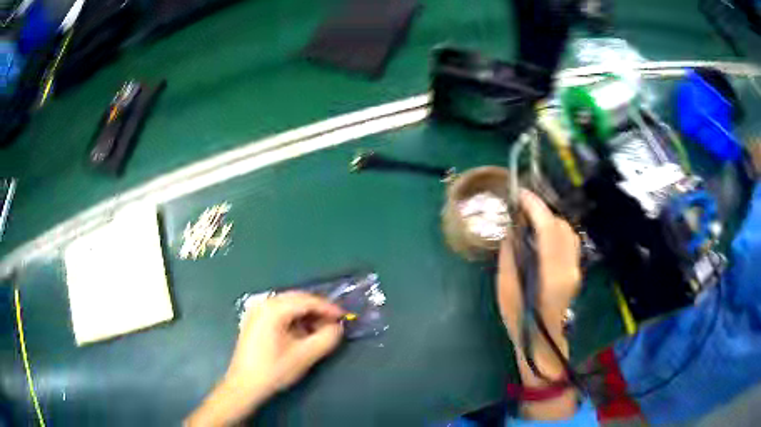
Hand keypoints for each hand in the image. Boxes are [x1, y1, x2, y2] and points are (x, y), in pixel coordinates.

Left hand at [225, 292, 344, 399]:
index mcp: (273, 309)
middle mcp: (263, 304)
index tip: (344, 317)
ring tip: (321, 328)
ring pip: (288, 305)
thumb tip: (338, 327)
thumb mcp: (304, 356)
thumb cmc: (274, 370)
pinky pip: (279, 312)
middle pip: (297, 299)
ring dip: (306, 314)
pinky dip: (294, 318)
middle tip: (334, 322)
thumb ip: (326, 339)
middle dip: (318, 309)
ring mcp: (256, 311)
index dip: (328, 308)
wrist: (244, 384)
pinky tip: (302, 332)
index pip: (307, 301)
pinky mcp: (254, 321)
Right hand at [497, 189, 580, 338]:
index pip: (548, 228)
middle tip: (521, 210)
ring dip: (549, 220)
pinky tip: (542, 237)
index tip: (520, 195)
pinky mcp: (576, 270)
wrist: (542, 339)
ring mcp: (575, 268)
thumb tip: (513, 227)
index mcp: (550, 272)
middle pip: (561, 225)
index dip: (535, 207)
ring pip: (567, 231)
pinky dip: (555, 231)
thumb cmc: (519, 317)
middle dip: (541, 211)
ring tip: (531, 222)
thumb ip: (510, 253)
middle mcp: (568, 266)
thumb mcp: (506, 286)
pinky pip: (569, 241)